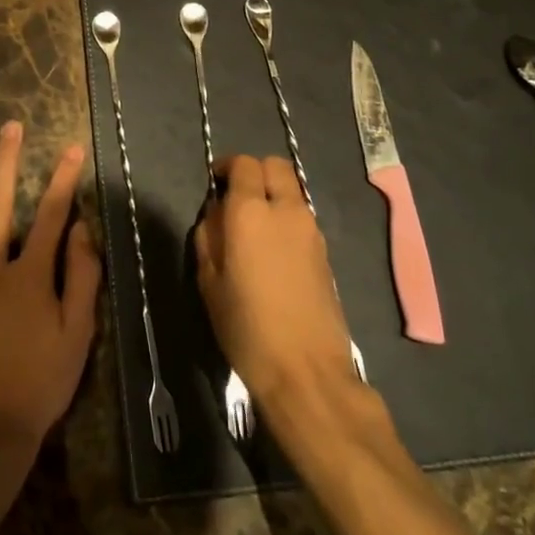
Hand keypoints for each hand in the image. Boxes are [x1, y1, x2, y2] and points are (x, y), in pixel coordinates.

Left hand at [0, 122, 101, 452]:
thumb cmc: (39, 385)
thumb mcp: (78, 335)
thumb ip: (83, 277)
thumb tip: (83, 228)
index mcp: (30, 275)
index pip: (52, 216)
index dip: (65, 179)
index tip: (72, 146)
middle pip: (1, 206)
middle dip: (8, 162)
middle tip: (10, 126)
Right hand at [195, 154, 358, 407]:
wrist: (306, 371)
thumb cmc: (246, 327)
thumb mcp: (209, 282)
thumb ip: (209, 237)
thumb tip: (216, 214)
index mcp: (250, 212)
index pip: (244, 164)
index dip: (227, 166)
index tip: (215, 183)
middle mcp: (286, 210)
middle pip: (275, 166)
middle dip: (255, 172)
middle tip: (236, 197)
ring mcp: (311, 230)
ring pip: (292, 191)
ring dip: (273, 195)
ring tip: (254, 228)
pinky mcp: (325, 252)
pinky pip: (302, 217)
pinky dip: (286, 218)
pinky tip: (273, 252)